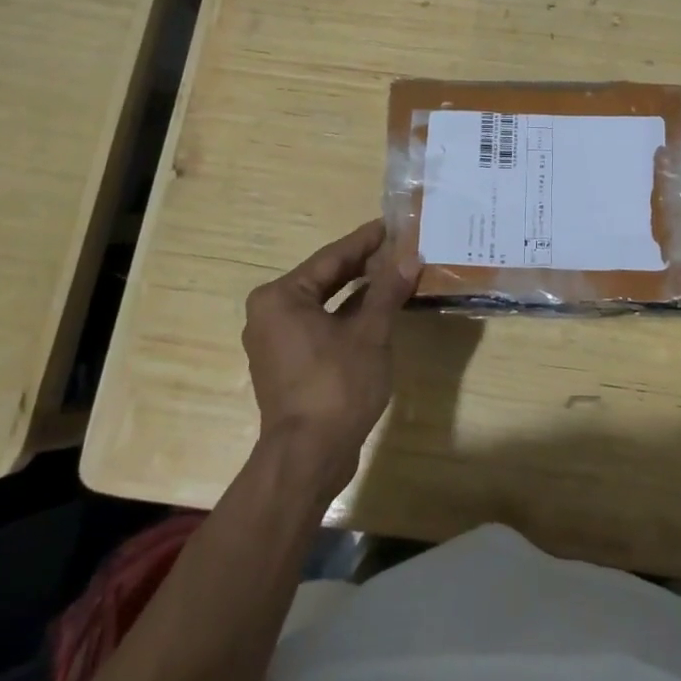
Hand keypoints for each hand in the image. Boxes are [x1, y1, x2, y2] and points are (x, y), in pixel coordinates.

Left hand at [243, 219, 419, 492]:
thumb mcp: (370, 333)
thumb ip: (388, 291)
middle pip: (325, 279)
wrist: (309, 457)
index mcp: (281, 297)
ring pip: (324, 304)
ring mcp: (276, 341)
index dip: (365, 240)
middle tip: (398, 247)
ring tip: (394, 274)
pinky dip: (347, 317)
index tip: (390, 224)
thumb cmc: (336, 385)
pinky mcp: (288, 364)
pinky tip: (377, 311)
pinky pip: (320, 327)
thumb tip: (410, 258)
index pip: (331, 258)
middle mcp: (270, 313)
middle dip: (363, 265)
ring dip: (358, 292)